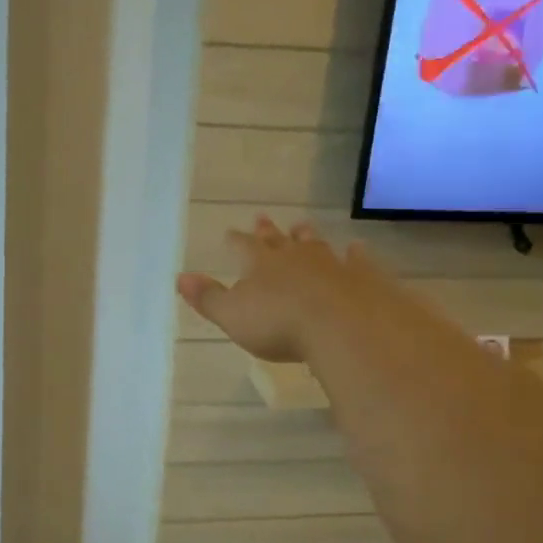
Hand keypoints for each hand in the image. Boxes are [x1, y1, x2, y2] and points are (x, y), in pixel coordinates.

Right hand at [177, 216, 369, 362]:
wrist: (342, 326)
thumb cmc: (279, 324)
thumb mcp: (232, 315)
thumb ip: (208, 297)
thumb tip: (180, 277)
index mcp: (260, 264)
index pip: (243, 246)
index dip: (235, 240)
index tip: (229, 231)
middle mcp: (294, 257)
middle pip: (278, 240)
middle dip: (268, 231)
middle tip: (262, 216)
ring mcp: (330, 263)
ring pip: (315, 244)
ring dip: (306, 236)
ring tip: (301, 225)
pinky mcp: (361, 276)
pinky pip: (357, 260)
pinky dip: (355, 254)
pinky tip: (356, 248)